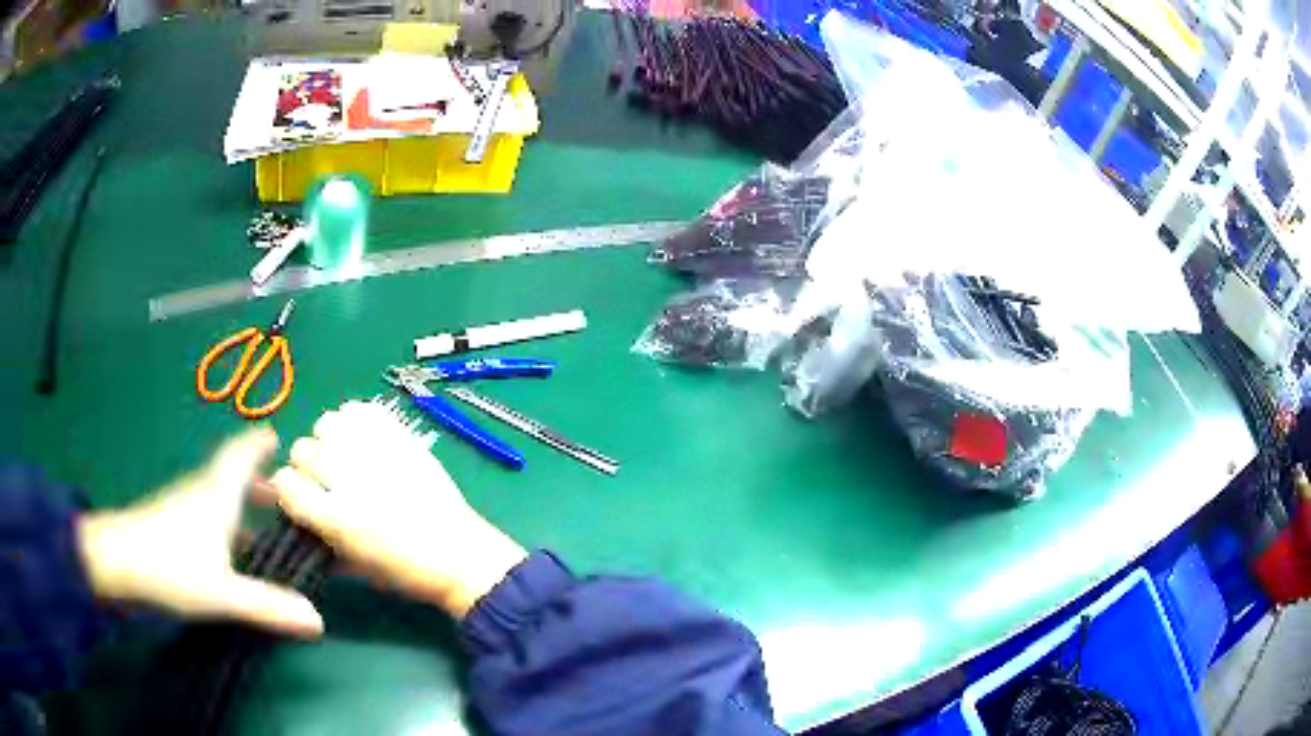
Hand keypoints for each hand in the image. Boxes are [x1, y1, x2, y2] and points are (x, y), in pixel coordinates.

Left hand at [77, 427, 323, 636]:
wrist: (114, 562)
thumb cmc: (169, 566)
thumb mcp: (222, 592)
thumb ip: (267, 606)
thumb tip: (318, 622)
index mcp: (216, 495)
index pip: (240, 457)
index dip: (258, 444)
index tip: (276, 438)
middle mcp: (200, 493)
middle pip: (231, 477)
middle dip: (256, 481)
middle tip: (281, 495)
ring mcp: (182, 508)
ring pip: (217, 497)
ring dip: (240, 503)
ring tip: (263, 526)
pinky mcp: (170, 526)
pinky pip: (205, 515)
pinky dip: (224, 522)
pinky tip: (229, 552)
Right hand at [270, 401, 527, 617]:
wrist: (460, 555)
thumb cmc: (405, 572)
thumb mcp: (353, 566)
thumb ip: (318, 536)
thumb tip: (295, 513)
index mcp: (336, 518)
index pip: (285, 482)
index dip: (289, 490)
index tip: (300, 497)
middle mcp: (349, 480)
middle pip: (302, 449)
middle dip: (308, 466)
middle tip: (328, 480)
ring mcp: (375, 453)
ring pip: (326, 423)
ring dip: (330, 440)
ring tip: (347, 458)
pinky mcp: (399, 436)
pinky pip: (359, 409)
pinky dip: (355, 420)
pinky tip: (365, 441)